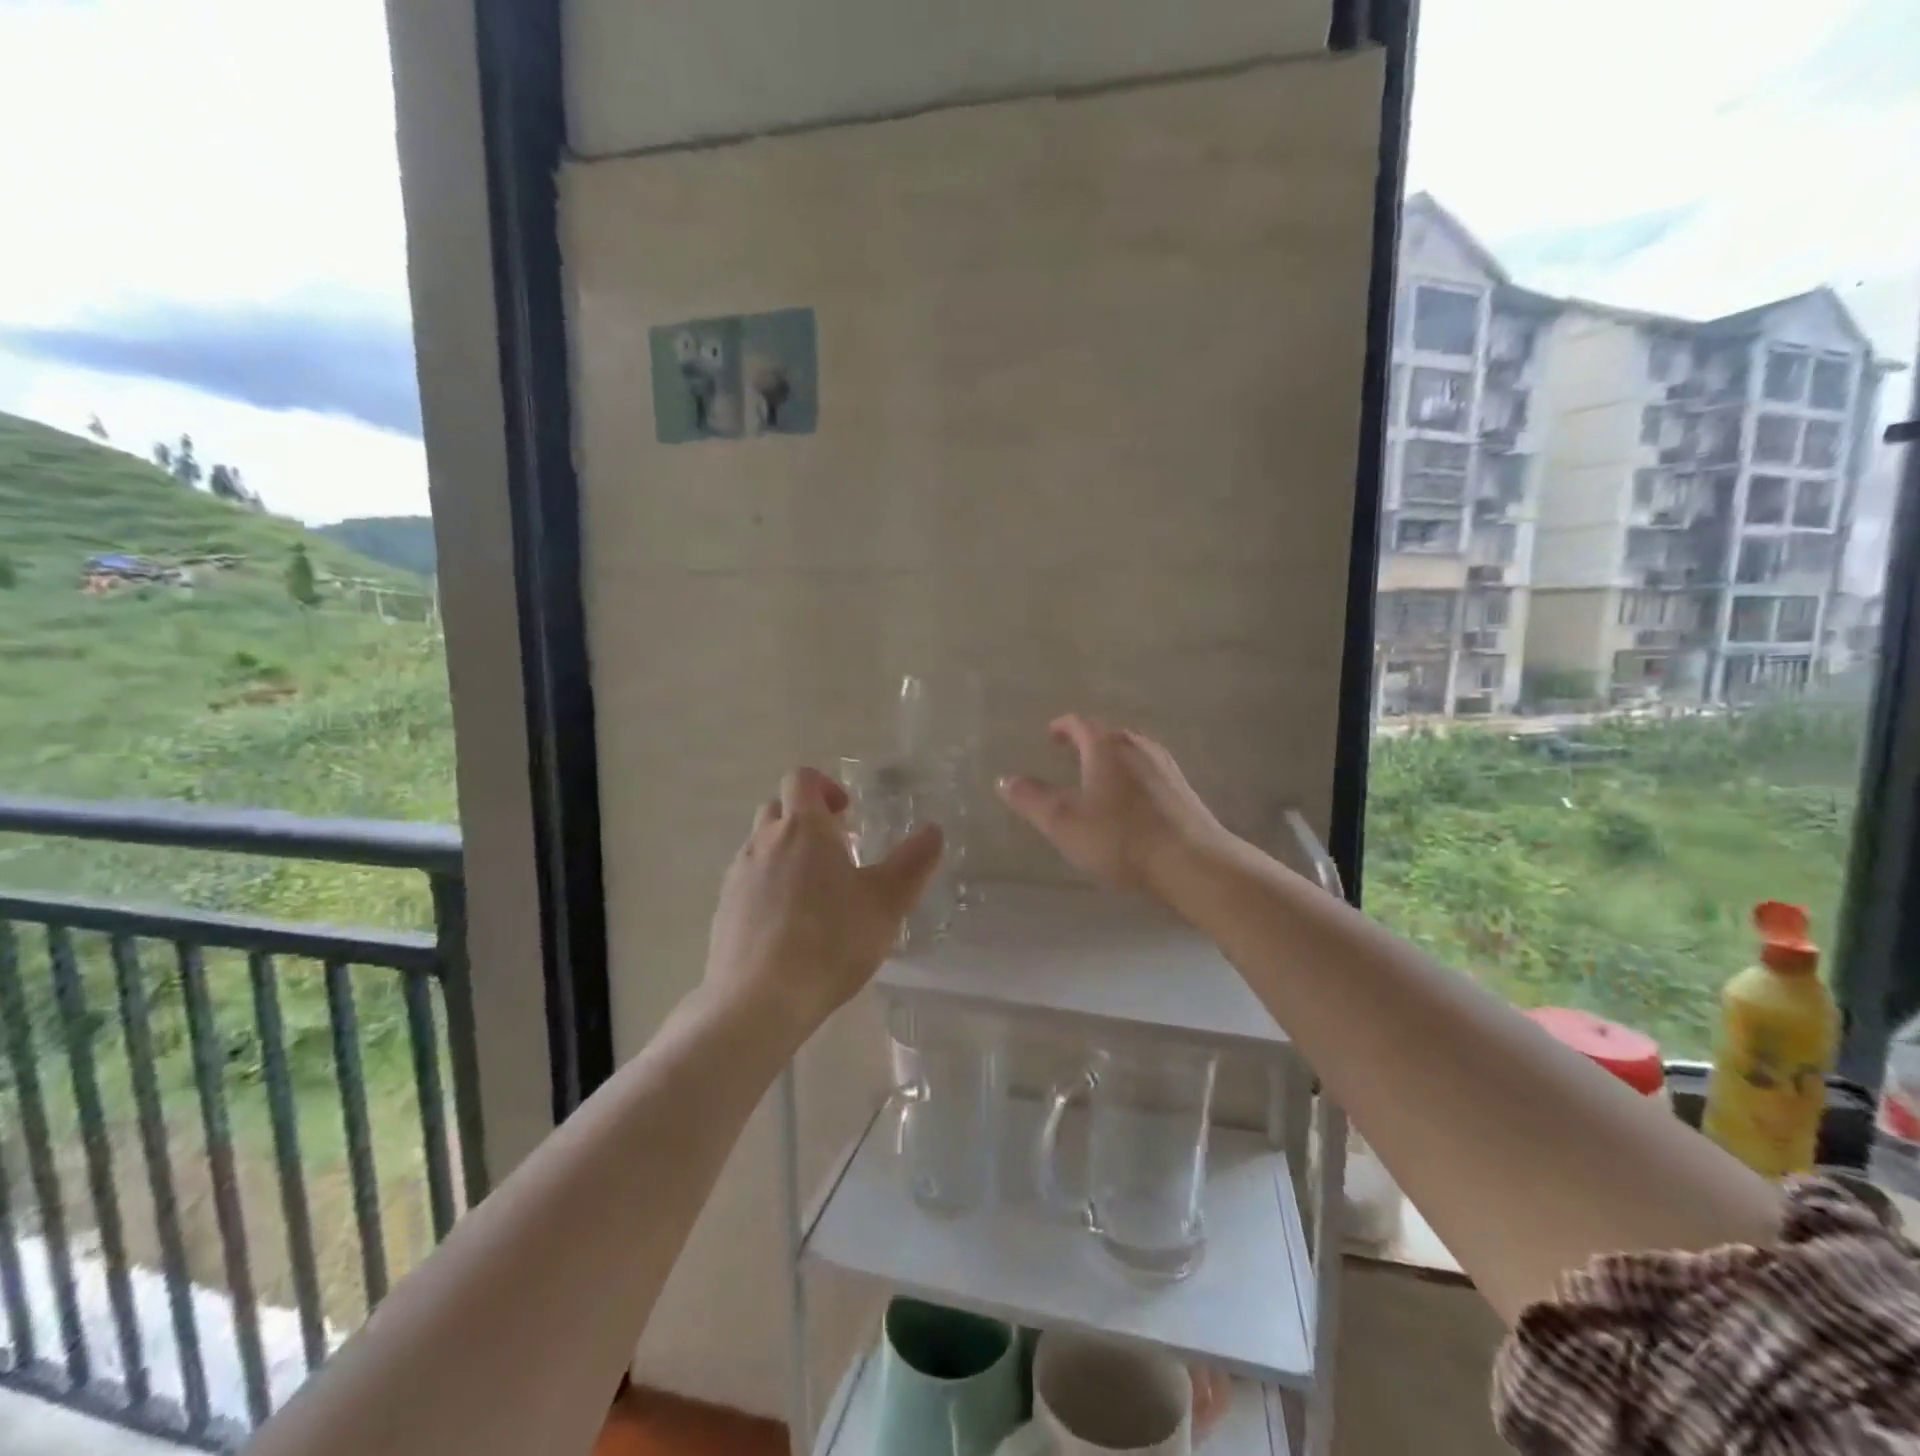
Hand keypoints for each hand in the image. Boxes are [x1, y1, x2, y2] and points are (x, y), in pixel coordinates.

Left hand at [704, 766, 943, 1038]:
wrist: (759, 1000)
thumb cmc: (831, 940)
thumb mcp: (887, 902)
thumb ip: (914, 862)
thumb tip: (933, 831)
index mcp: (803, 828)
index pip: (802, 779)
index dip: (825, 786)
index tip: (848, 813)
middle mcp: (764, 841)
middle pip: (778, 809)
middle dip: (807, 819)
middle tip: (838, 851)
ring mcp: (738, 875)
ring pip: (762, 846)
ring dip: (787, 854)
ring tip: (817, 893)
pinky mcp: (724, 909)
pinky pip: (749, 881)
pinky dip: (769, 887)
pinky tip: (790, 925)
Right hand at [996, 715, 1229, 898]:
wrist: (1192, 863)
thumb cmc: (1120, 837)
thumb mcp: (1063, 821)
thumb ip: (1031, 799)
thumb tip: (1004, 779)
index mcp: (1107, 747)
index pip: (1081, 724)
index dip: (1063, 726)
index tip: (1051, 733)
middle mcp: (1138, 748)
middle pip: (1110, 734)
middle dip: (1088, 740)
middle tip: (1071, 752)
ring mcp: (1166, 768)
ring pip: (1133, 752)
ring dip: (1113, 757)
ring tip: (1100, 774)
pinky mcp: (1184, 791)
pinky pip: (1151, 772)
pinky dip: (1134, 776)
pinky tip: (1132, 800)